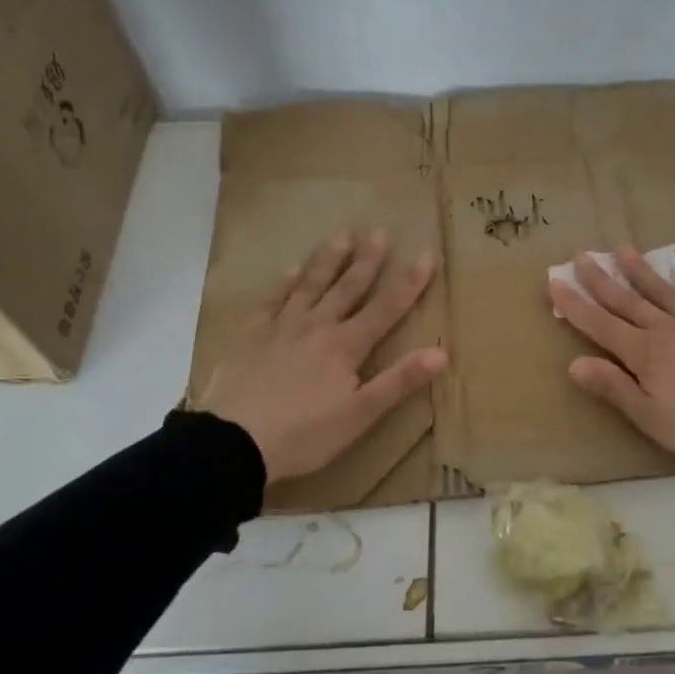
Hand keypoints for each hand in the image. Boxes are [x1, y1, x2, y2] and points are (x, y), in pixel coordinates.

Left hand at [203, 229, 446, 482]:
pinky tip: (290, 269)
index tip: (426, 255)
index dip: (409, 283)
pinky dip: (283, 283)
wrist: (233, 442)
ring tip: (342, 234)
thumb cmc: (304, 434)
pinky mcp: (251, 336)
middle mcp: (317, 326)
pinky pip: (271, 301)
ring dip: (328, 260)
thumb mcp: (360, 415)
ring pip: (310, 285)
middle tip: (380, 231)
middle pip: (348, 288)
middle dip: (367, 260)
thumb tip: (441, 353)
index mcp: (346, 346)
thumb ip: (399, 381)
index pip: (386, 308)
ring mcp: (281, 327)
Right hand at [549, 248, 674, 480]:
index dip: (575, 305)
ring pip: (663, 292)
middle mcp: (667, 331)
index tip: (554, 281)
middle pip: (627, 301)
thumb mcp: (652, 418)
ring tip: (623, 249)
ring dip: (641, 271)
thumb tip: (574, 363)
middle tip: (581, 255)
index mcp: (645, 355)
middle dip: (601, 279)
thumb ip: (614, 388)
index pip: (600, 325)